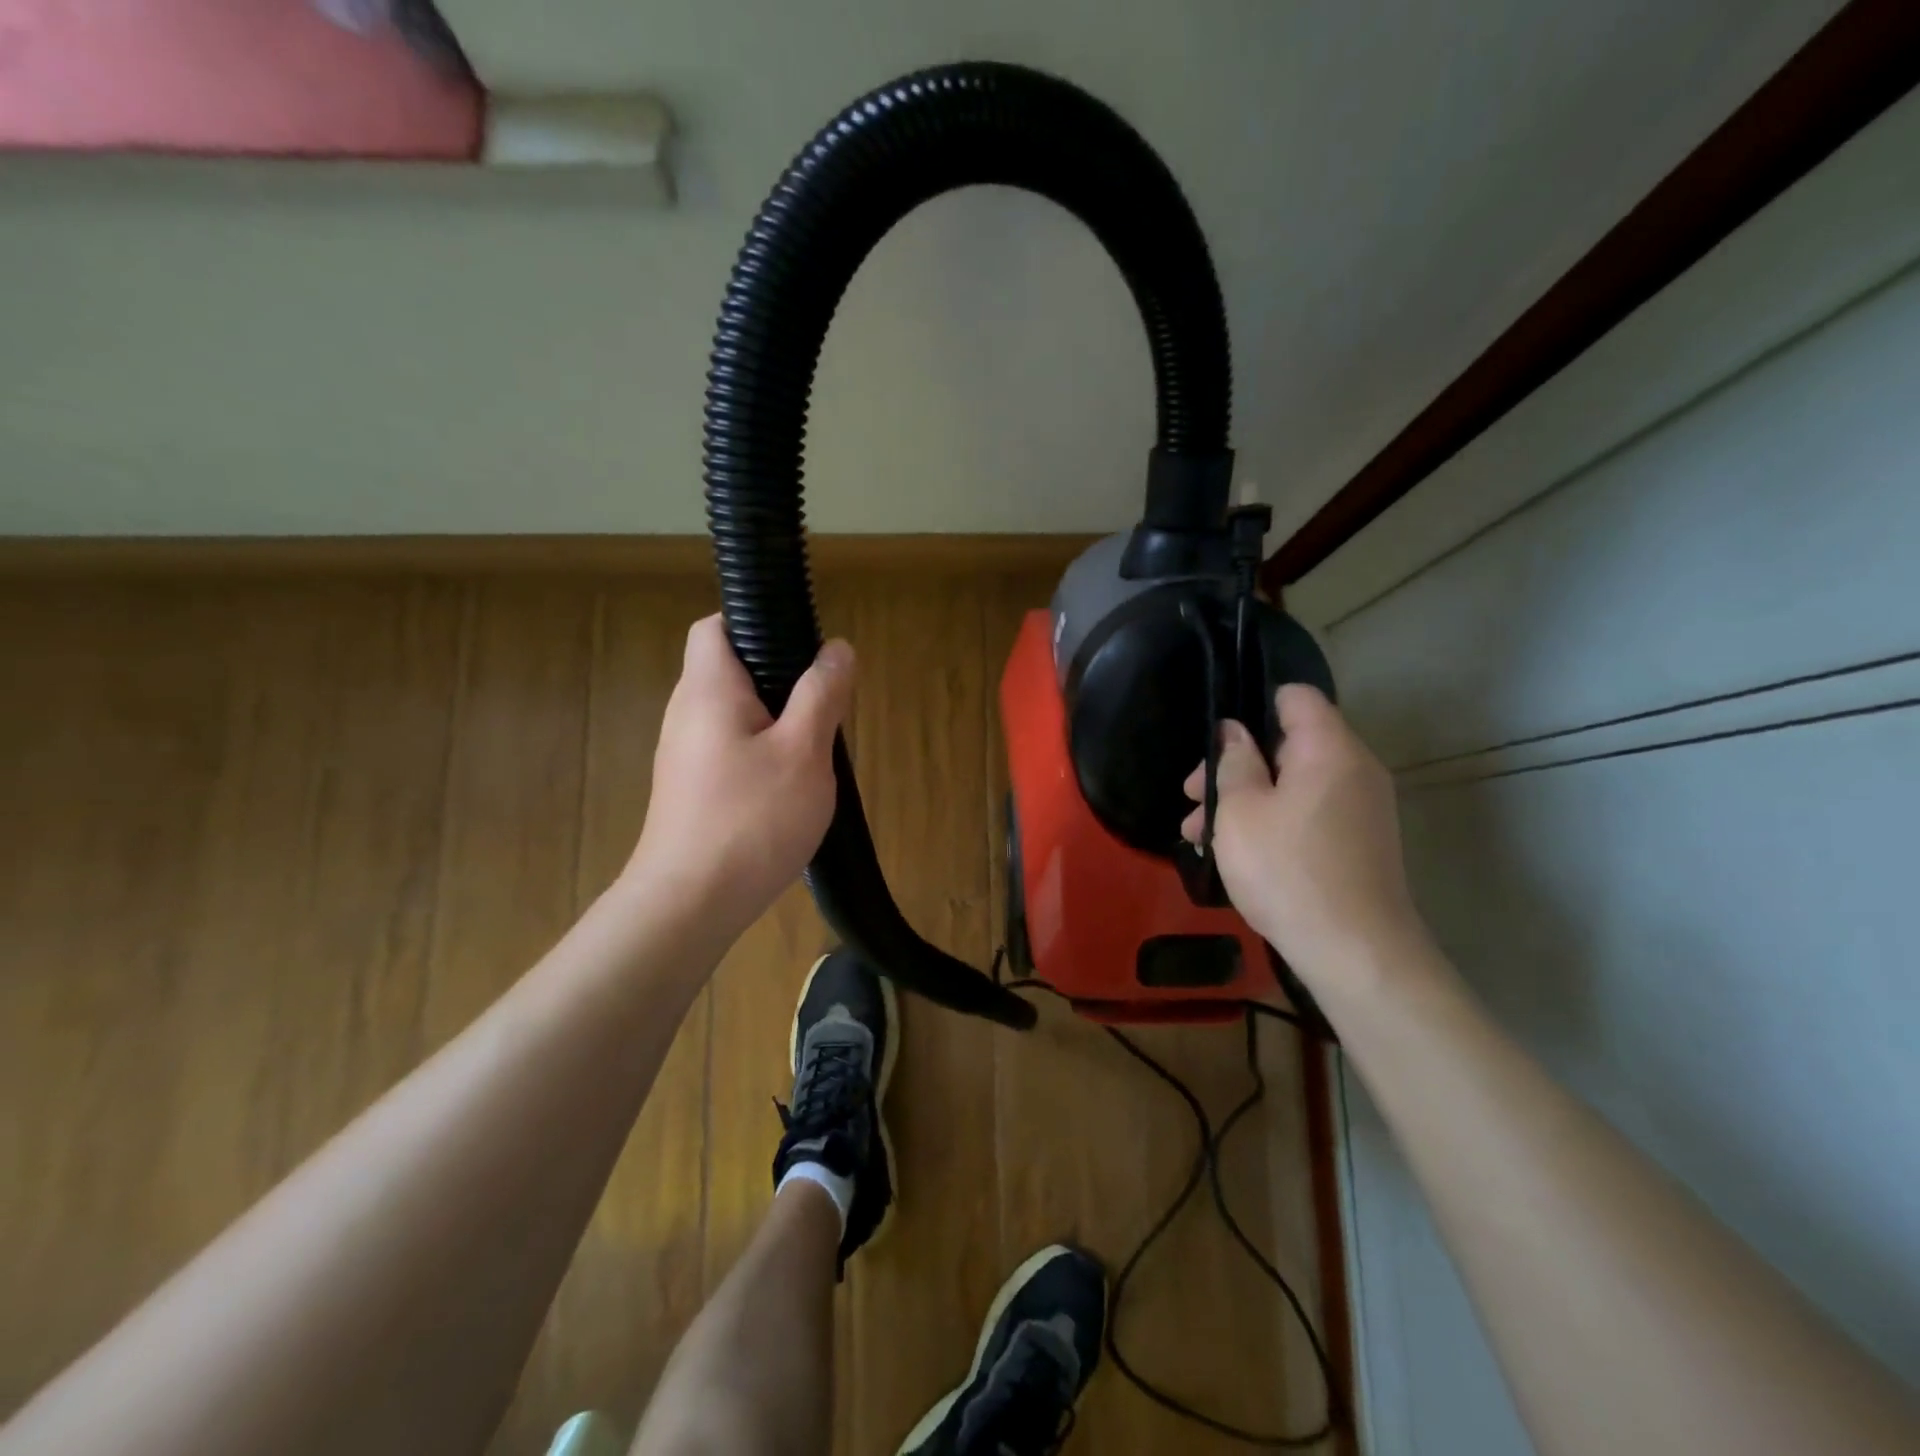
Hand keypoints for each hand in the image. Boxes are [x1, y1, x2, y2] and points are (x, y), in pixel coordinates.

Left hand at [628, 615, 854, 942]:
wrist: (689, 905)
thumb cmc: (750, 819)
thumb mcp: (803, 752)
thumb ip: (821, 695)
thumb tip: (837, 648)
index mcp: (708, 690)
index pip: (716, 627)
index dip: (755, 622)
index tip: (801, 646)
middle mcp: (687, 713)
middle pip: (731, 671)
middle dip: (780, 679)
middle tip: (823, 706)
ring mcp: (685, 755)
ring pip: (736, 715)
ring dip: (776, 721)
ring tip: (814, 748)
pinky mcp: (692, 790)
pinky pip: (731, 750)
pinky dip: (762, 754)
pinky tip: (790, 787)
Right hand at [1183, 685, 1428, 987]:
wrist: (1355, 952)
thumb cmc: (1287, 870)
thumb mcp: (1240, 811)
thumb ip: (1234, 761)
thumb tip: (1235, 731)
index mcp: (1329, 749)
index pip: (1295, 696)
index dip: (1252, 705)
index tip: (1214, 739)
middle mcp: (1354, 769)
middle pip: (1288, 744)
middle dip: (1235, 764)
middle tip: (1192, 796)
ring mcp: (1361, 808)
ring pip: (1293, 783)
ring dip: (1246, 799)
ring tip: (1198, 834)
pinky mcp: (1359, 841)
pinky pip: (1308, 812)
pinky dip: (1272, 821)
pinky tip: (1234, 853)